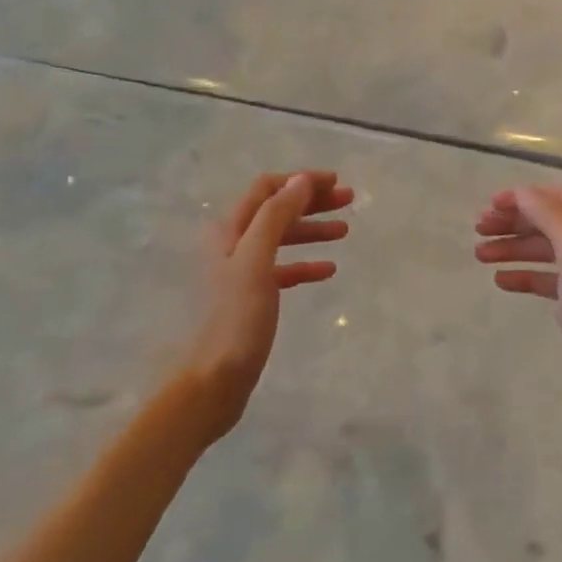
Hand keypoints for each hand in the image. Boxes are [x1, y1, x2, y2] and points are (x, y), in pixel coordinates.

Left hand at [189, 171, 352, 440]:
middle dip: (311, 202)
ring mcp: (240, 272)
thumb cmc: (235, 318)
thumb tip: (301, 180)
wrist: (214, 380)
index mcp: (228, 230)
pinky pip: (282, 270)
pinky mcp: (250, 299)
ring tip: (345, 231)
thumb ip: (276, 216)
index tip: (336, 182)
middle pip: (275, 211)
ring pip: (281, 239)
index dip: (301, 181)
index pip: (267, 189)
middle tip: (348, 201)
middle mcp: (231, 244)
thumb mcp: (256, 260)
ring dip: (312, 231)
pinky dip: (304, 264)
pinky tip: (328, 270)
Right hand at [473, 186, 561, 430]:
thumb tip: (523, 191)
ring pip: (546, 251)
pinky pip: (549, 280)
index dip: (524, 196)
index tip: (490, 205)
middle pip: (550, 222)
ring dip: (514, 248)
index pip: (559, 197)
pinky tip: (502, 281)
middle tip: (479, 230)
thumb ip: (551, 216)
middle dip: (514, 222)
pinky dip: (525, 276)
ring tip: (480, 255)